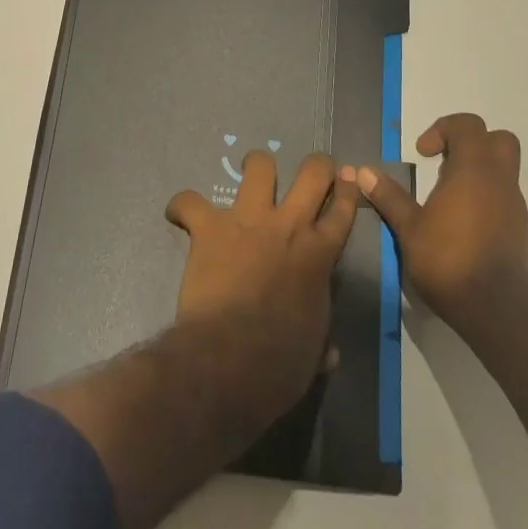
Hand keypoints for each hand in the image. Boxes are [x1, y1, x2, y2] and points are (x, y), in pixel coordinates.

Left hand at [165, 152, 358, 434]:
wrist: (232, 358)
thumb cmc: (280, 363)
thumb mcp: (313, 353)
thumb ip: (321, 341)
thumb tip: (328, 354)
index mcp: (318, 255)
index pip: (342, 211)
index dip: (348, 192)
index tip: (348, 180)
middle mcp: (288, 226)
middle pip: (312, 173)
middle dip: (317, 165)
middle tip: (312, 170)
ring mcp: (248, 221)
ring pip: (259, 166)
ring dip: (255, 166)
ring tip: (250, 173)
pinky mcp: (210, 227)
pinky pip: (190, 202)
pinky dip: (183, 206)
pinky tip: (179, 214)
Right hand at [359, 113, 527, 341]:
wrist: (497, 310)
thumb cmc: (448, 260)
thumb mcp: (409, 228)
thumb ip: (389, 196)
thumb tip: (364, 171)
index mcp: (473, 170)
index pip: (468, 125)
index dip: (443, 129)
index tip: (422, 153)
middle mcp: (500, 181)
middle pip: (498, 139)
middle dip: (471, 143)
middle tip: (443, 163)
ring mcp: (515, 206)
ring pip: (504, 171)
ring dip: (477, 173)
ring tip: (446, 199)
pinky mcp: (521, 231)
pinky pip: (505, 199)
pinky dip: (486, 199)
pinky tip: (462, 226)